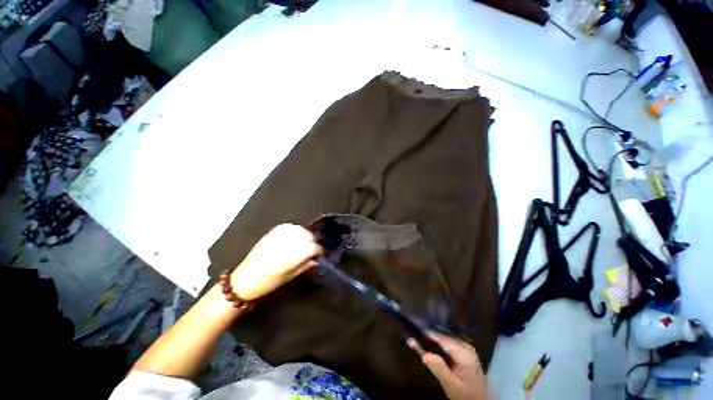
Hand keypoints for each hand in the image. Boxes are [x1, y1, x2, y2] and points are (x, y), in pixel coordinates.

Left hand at [230, 224, 321, 300]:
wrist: (243, 281)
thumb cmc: (267, 284)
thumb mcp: (289, 278)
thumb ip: (305, 266)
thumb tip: (316, 259)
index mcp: (289, 258)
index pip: (312, 248)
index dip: (319, 251)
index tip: (320, 255)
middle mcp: (284, 245)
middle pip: (307, 236)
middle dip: (313, 242)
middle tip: (312, 249)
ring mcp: (277, 237)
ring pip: (299, 229)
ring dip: (305, 235)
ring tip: (304, 242)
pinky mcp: (270, 234)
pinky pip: (288, 226)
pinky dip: (294, 229)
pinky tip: (294, 236)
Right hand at [408, 332, 490, 399]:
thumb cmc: (466, 394)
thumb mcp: (451, 385)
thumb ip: (439, 369)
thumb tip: (424, 353)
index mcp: (464, 351)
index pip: (441, 337)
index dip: (426, 334)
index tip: (412, 333)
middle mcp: (465, 344)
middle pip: (442, 335)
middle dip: (428, 336)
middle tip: (412, 338)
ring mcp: (465, 346)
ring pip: (444, 337)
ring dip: (431, 339)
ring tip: (417, 339)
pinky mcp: (464, 350)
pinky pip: (447, 342)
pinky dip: (437, 343)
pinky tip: (429, 345)